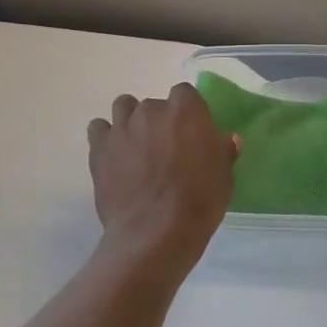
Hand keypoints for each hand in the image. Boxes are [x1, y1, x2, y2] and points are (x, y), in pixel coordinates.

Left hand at [88, 83, 239, 263]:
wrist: (156, 232)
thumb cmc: (199, 201)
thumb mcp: (223, 176)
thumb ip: (222, 151)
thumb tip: (226, 139)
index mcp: (186, 111)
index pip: (185, 94)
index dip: (187, 112)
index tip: (190, 132)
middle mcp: (152, 110)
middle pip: (154, 104)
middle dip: (159, 121)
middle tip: (165, 148)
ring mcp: (122, 127)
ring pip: (124, 108)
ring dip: (131, 121)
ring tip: (137, 147)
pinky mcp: (99, 147)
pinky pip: (99, 128)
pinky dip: (106, 137)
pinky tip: (114, 155)